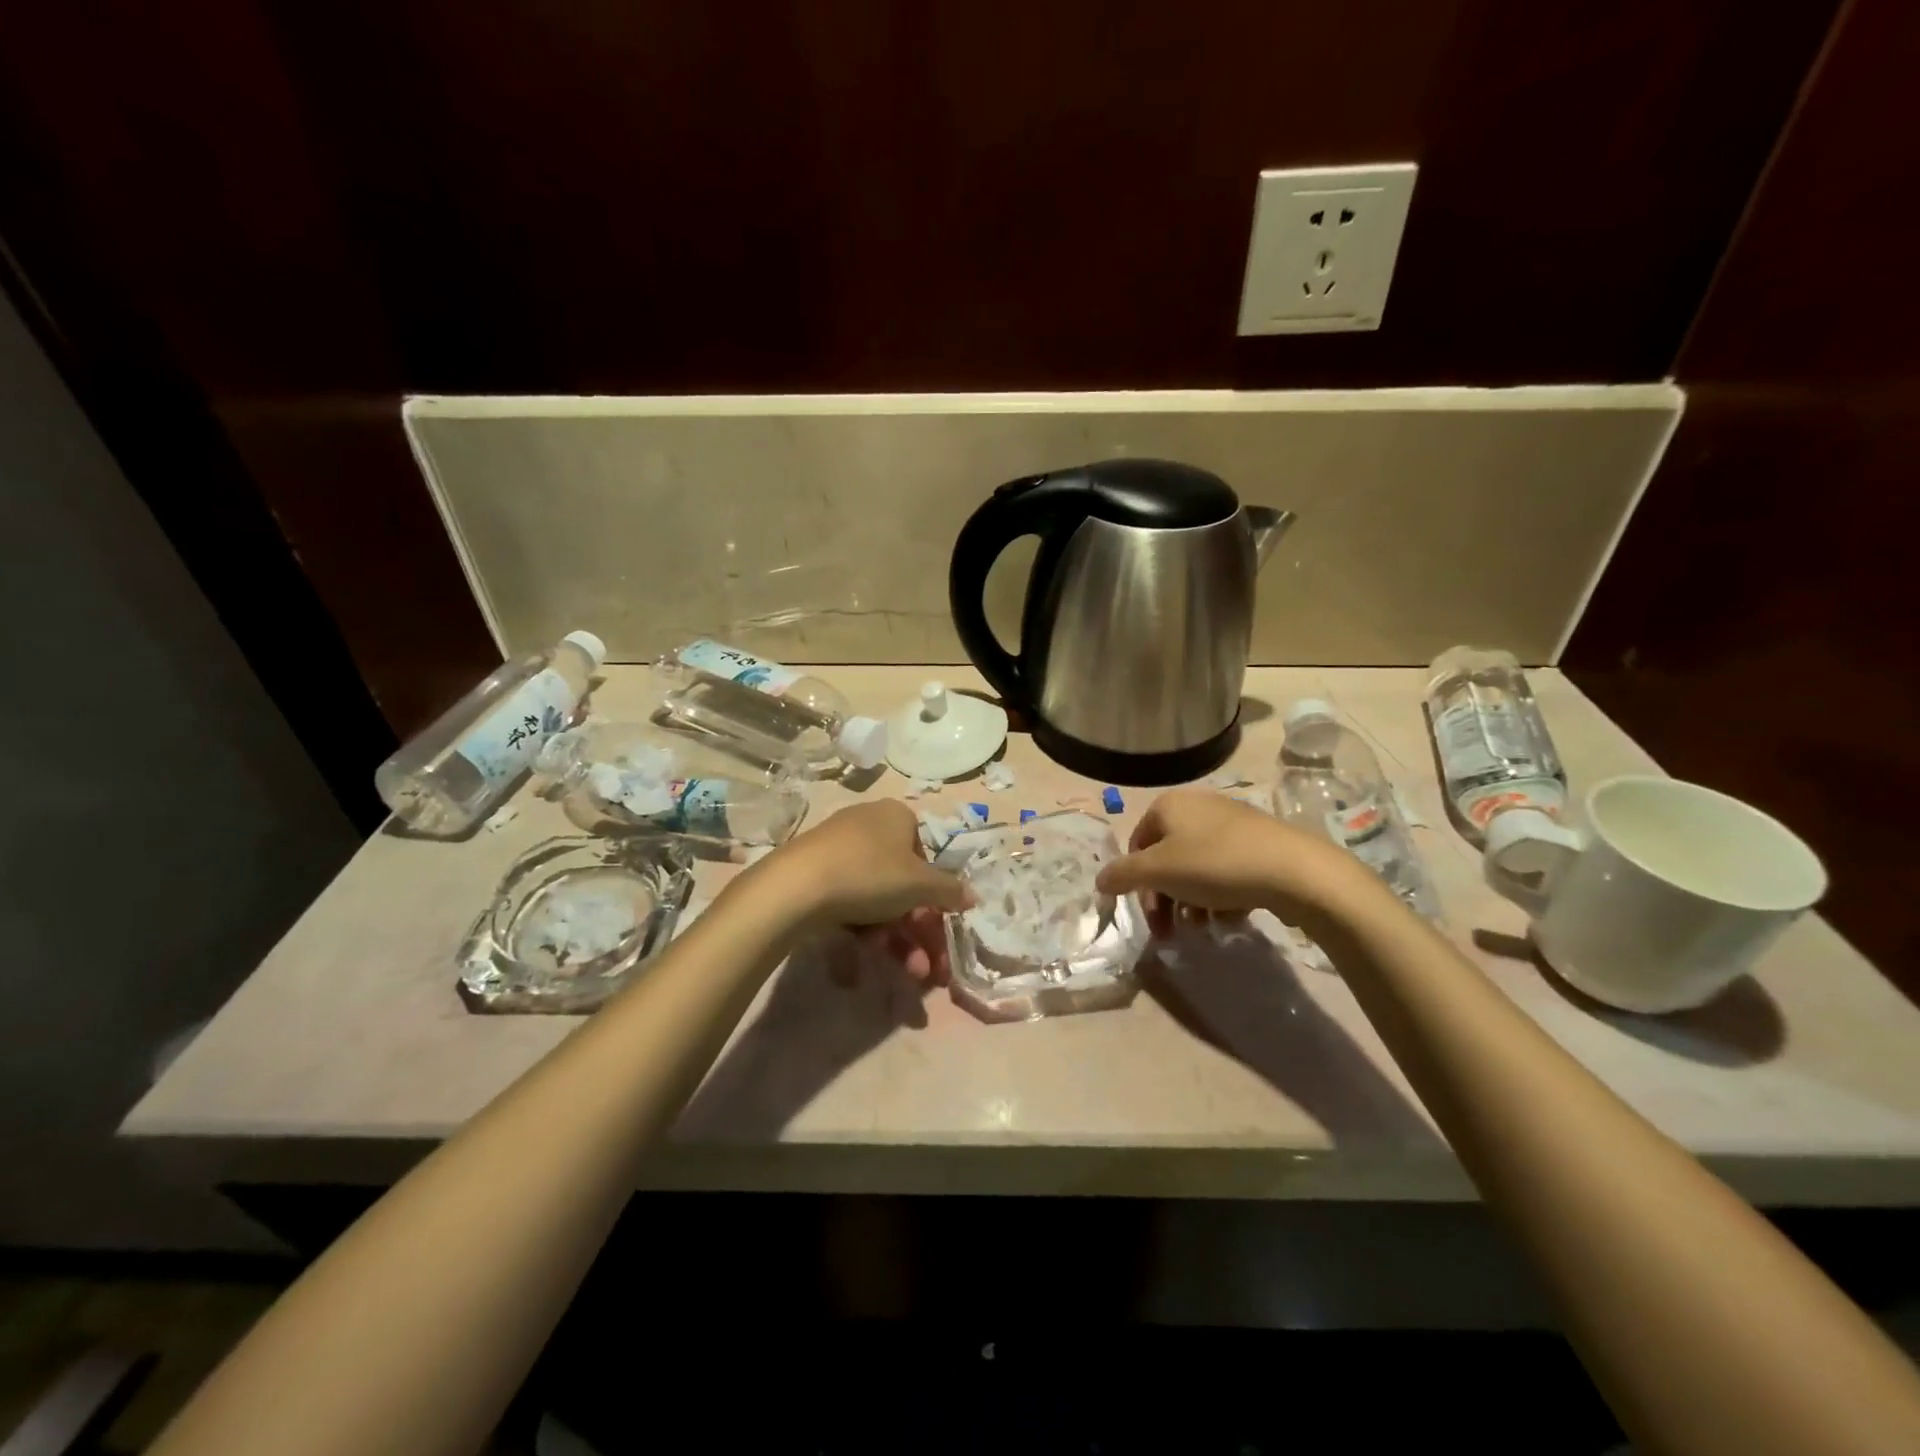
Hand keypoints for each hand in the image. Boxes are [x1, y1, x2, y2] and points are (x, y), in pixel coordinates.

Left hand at [749, 801, 971, 978]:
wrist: (796, 886)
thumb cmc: (870, 875)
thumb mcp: (920, 885)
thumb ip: (950, 891)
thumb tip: (973, 895)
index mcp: (897, 816)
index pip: (925, 855)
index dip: (932, 894)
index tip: (933, 924)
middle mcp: (868, 824)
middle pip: (901, 883)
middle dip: (915, 931)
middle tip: (923, 967)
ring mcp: (837, 847)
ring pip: (876, 897)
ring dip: (893, 938)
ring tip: (901, 971)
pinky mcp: (813, 870)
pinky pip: (847, 900)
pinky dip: (860, 929)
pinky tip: (859, 960)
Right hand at [1095, 788, 1375, 932]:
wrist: (1294, 870)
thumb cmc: (1215, 865)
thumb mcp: (1158, 871)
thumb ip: (1122, 875)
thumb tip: (1099, 880)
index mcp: (1168, 806)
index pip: (1137, 844)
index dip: (1137, 883)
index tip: (1149, 915)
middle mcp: (1197, 807)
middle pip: (1167, 860)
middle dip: (1165, 899)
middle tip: (1170, 933)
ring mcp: (1230, 824)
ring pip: (1196, 869)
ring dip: (1191, 903)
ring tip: (1204, 929)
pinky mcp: (1258, 843)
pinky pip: (1226, 872)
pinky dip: (1221, 897)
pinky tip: (1230, 919)